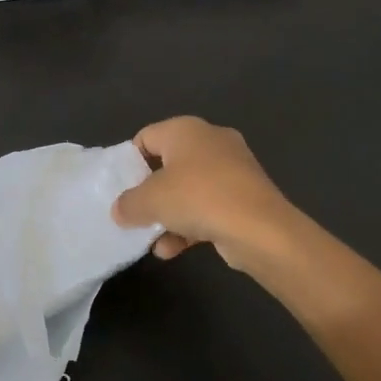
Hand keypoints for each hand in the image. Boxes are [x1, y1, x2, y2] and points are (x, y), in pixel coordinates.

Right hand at [111, 116, 301, 273]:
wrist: (260, 228)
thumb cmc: (198, 198)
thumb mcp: (150, 201)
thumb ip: (128, 204)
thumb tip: (120, 210)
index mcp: (186, 129)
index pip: (146, 137)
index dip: (129, 162)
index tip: (121, 189)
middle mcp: (210, 141)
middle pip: (168, 165)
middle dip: (151, 193)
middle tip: (135, 214)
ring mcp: (232, 168)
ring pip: (189, 189)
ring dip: (169, 215)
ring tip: (154, 241)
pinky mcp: (245, 195)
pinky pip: (209, 206)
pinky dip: (191, 225)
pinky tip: (173, 250)